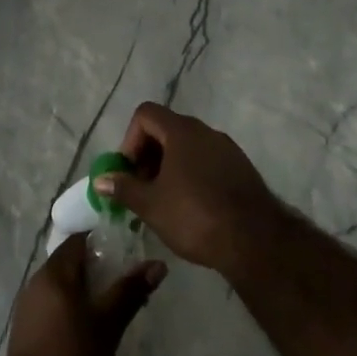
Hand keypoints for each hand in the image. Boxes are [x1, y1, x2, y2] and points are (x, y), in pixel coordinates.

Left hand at [0, 236, 164, 355]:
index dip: (105, 241)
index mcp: (53, 274)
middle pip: (71, 263)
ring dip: (89, 290)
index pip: (79, 240)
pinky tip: (96, 328)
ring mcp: (29, 309)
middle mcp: (36, 284)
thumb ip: (130, 291)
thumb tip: (158, 264)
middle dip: (101, 268)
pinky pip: (56, 306)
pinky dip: (76, 308)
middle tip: (131, 279)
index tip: (131, 248)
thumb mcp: (108, 326)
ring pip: (64, 287)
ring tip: (119, 304)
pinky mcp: (29, 333)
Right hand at [95, 103, 286, 275]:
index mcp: (182, 132)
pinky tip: (191, 208)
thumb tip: (100, 180)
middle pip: (166, 130)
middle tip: (141, 189)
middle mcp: (206, 132)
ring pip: (188, 148)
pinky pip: (207, 162)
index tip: (129, 171)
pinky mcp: (242, 169)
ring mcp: (228, 150)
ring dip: (169, 167)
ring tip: (163, 202)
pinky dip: (192, 175)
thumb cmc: (195, 216)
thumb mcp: (150, 205)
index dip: (130, 139)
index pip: (146, 114)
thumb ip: (123, 188)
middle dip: (147, 156)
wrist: (256, 240)